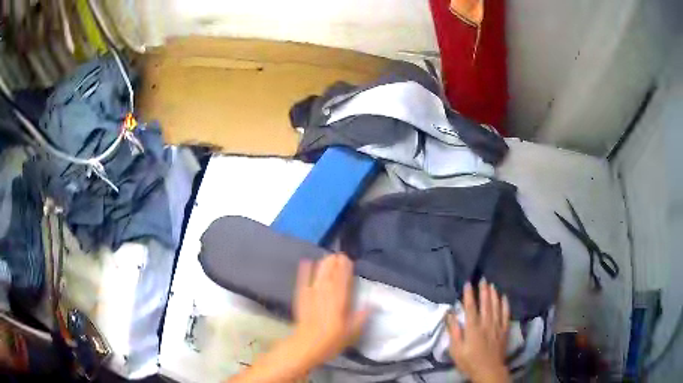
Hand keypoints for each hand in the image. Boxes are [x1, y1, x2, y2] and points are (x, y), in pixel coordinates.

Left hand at [291, 253, 369, 365]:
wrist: (306, 346)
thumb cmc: (332, 341)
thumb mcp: (351, 333)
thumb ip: (361, 317)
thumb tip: (373, 304)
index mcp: (340, 302)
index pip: (344, 281)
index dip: (345, 268)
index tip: (348, 258)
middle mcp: (326, 295)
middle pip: (331, 275)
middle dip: (335, 263)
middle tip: (339, 254)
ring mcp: (312, 295)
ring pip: (318, 275)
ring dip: (323, 264)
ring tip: (328, 256)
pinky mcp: (301, 298)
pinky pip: (303, 281)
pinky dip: (305, 271)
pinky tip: (306, 262)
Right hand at [447, 280, 510, 382]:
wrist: (488, 370)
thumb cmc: (469, 361)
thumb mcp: (456, 349)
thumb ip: (454, 331)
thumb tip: (450, 314)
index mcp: (473, 328)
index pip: (470, 308)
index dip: (469, 295)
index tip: (468, 283)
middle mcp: (486, 323)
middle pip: (485, 304)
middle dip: (483, 291)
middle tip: (482, 279)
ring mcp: (497, 326)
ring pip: (496, 306)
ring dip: (494, 295)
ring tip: (492, 285)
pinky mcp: (504, 330)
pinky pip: (506, 314)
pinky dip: (505, 304)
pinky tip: (504, 297)